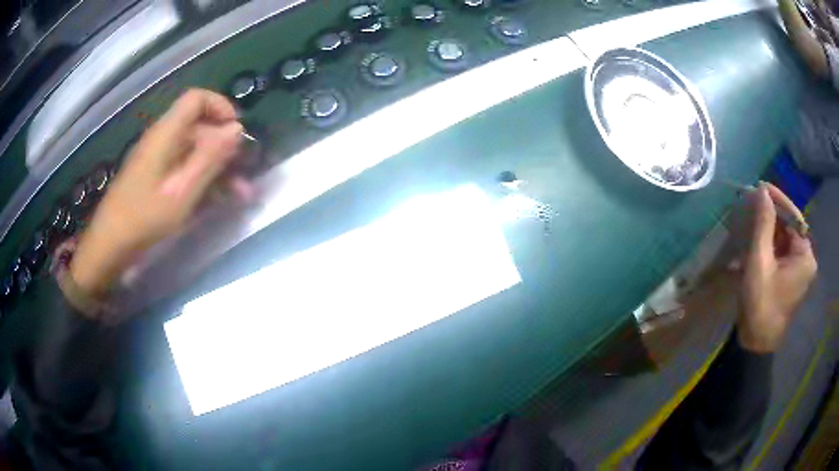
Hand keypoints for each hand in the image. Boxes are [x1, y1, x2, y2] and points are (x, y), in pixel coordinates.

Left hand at [70, 89, 249, 298]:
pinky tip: (216, 200)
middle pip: (198, 127)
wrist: (109, 245)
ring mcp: (157, 159)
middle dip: (224, 147)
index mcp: (166, 133)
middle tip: (244, 173)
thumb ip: (209, 158)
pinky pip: (183, 167)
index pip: (196, 99)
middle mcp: (162, 139)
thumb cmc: (144, 218)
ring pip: (193, 150)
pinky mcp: (154, 176)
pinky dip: (202, 179)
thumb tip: (237, 128)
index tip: (236, 132)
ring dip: (217, 167)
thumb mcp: (181, 191)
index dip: (220, 107)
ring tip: (239, 193)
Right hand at [737, 183, 816, 352]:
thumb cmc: (760, 304)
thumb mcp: (759, 262)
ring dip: (767, 231)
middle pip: (789, 228)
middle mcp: (806, 260)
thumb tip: (762, 191)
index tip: (760, 187)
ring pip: (783, 240)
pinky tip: (753, 243)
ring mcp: (798, 270)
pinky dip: (767, 245)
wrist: (755, 344)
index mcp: (805, 257)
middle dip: (770, 217)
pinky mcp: (789, 278)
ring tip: (749, 221)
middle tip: (752, 203)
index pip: (794, 218)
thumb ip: (763, 225)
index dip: (777, 201)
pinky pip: (780, 253)